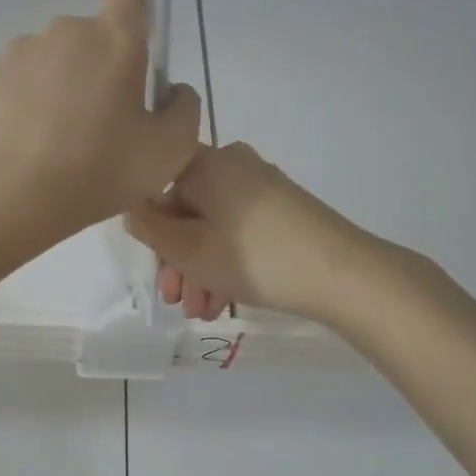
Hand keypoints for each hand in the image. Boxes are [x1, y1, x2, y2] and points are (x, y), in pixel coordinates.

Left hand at [0, 0, 201, 239]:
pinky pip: (18, 82)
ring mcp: (21, 51)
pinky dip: (25, 103)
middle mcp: (66, 31)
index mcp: (116, 38)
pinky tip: (28, 144)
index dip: (131, 5)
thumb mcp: (170, 150)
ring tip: (57, 140)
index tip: (131, 44)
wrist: (16, 195)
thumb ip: (183, 109)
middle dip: (96, 67)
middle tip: (98, 124)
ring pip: (50, 60)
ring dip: (58, 86)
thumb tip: (172, 90)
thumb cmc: (103, 168)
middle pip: (88, 35)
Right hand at [124, 141, 388, 321]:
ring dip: (199, 269)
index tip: (148, 262)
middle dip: (176, 259)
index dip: (147, 223)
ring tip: (201, 312)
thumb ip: (150, 228)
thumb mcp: (188, 250)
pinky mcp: (284, 209)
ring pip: (212, 226)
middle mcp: (234, 164)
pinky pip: (239, 231)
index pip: (158, 182)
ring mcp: (262, 186)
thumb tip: (132, 209)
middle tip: (174, 300)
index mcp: (207, 163)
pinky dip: (225, 261)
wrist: (343, 274)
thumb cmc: (255, 257)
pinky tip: (223, 301)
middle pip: (186, 209)